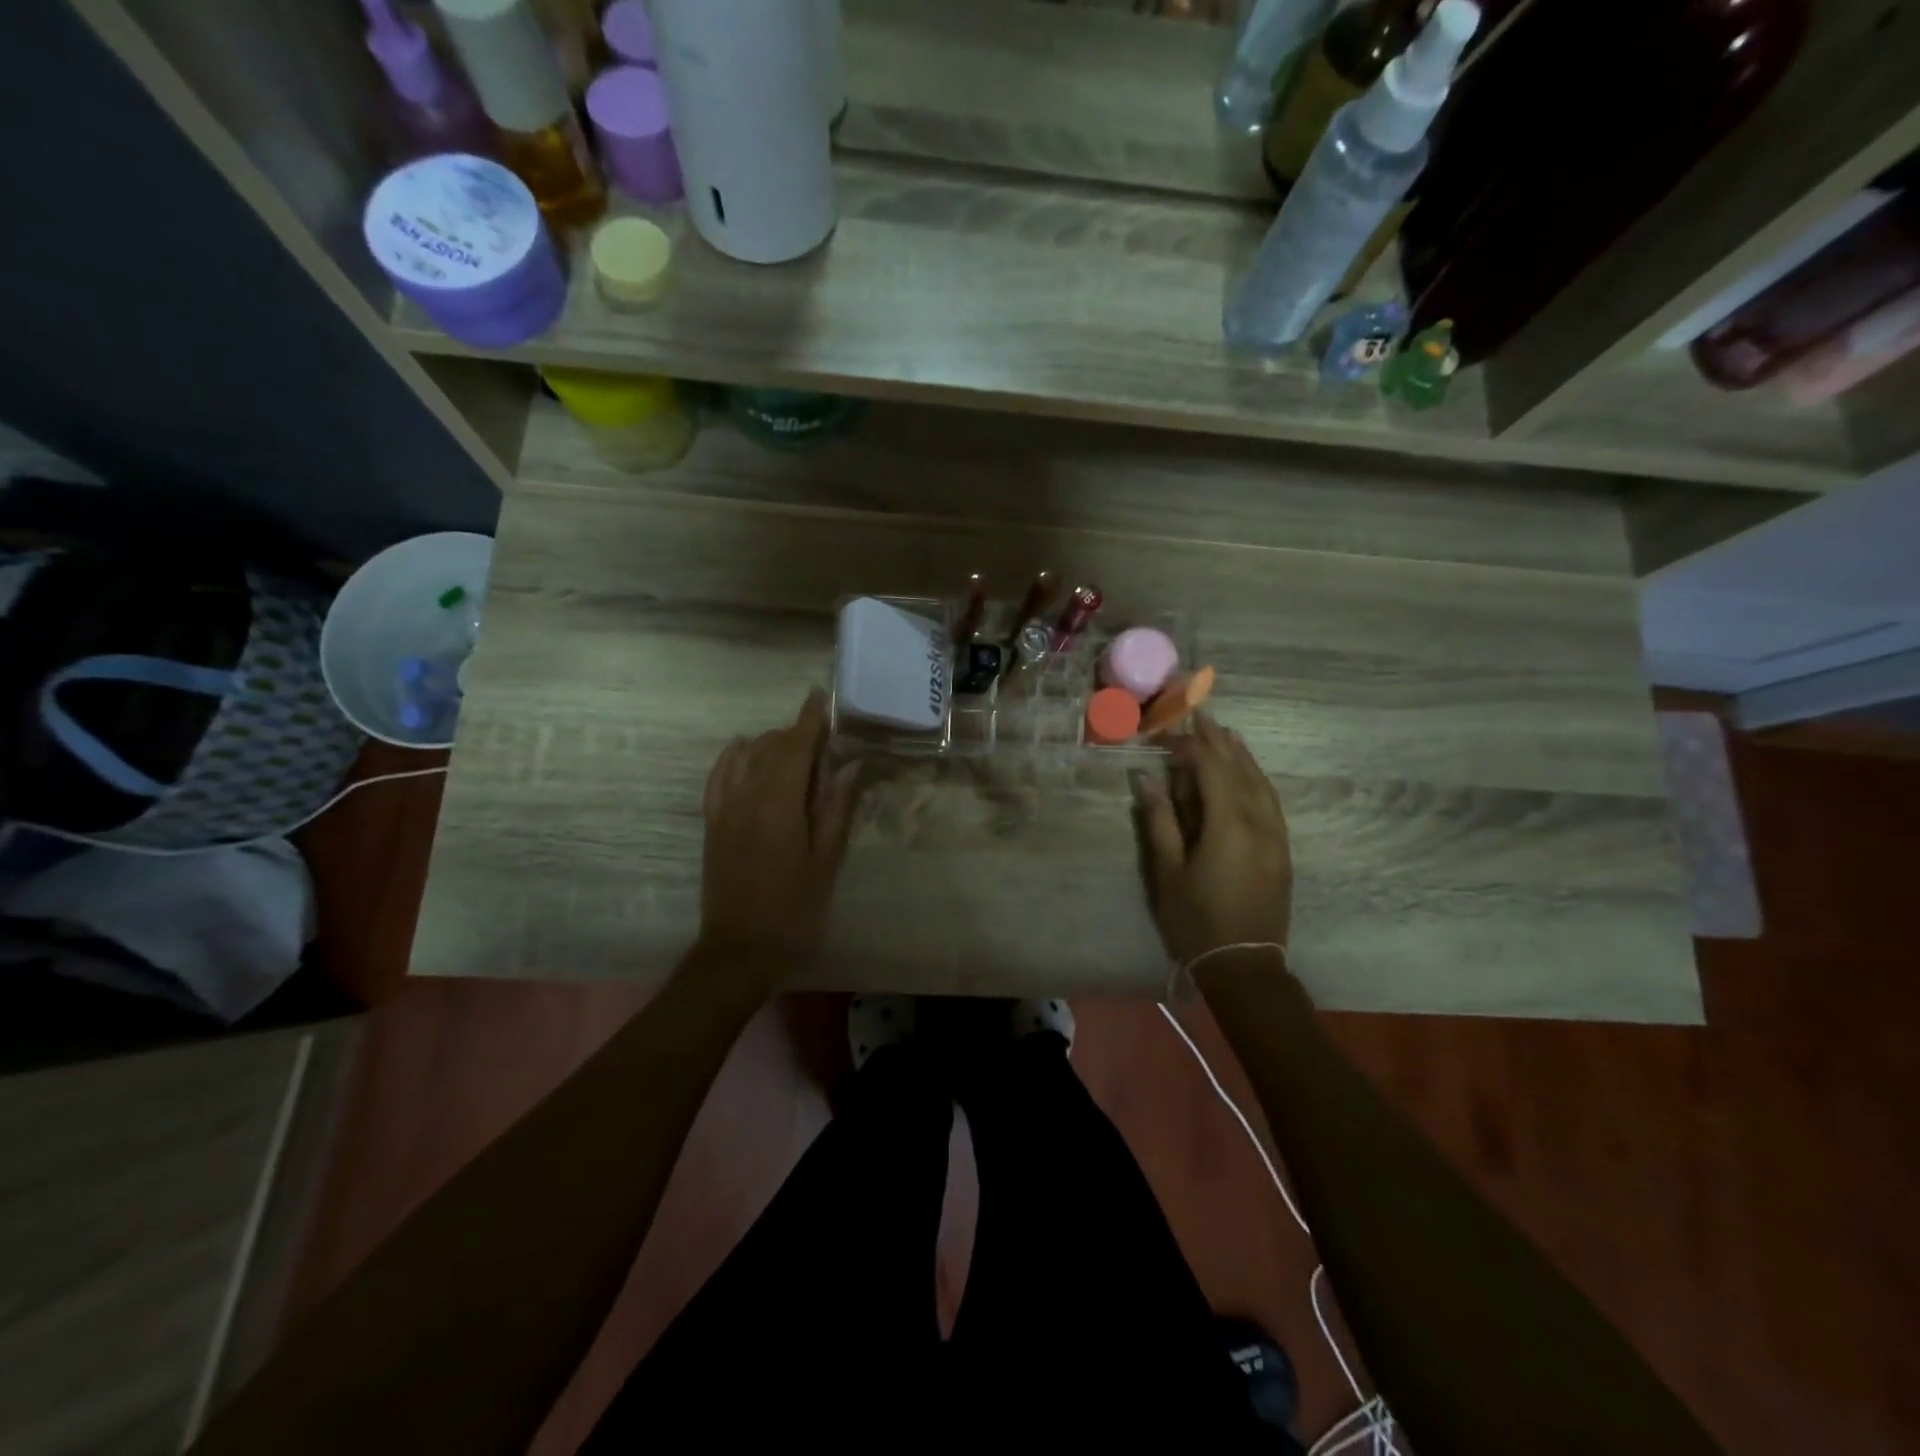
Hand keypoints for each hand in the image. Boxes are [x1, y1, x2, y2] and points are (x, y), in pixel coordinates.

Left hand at [698, 690, 861, 979]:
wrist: (740, 951)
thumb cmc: (794, 909)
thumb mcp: (826, 861)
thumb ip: (836, 808)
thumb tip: (850, 765)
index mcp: (779, 805)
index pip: (795, 748)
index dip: (809, 720)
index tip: (821, 697)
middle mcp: (747, 797)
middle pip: (771, 748)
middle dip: (795, 733)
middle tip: (822, 732)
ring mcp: (724, 810)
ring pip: (745, 758)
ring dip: (769, 743)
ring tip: (792, 743)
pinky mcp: (712, 824)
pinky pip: (718, 777)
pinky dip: (731, 757)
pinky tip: (742, 749)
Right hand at [1131, 713, 1292, 967]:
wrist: (1246, 965)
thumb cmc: (1197, 920)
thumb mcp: (1168, 871)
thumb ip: (1159, 820)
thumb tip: (1146, 777)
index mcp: (1229, 825)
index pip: (1211, 769)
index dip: (1189, 746)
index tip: (1168, 732)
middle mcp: (1259, 822)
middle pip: (1240, 769)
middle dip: (1218, 741)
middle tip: (1200, 714)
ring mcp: (1276, 835)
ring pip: (1261, 782)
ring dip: (1241, 755)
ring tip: (1226, 733)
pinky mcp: (1282, 849)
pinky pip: (1270, 800)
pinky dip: (1256, 778)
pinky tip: (1248, 772)